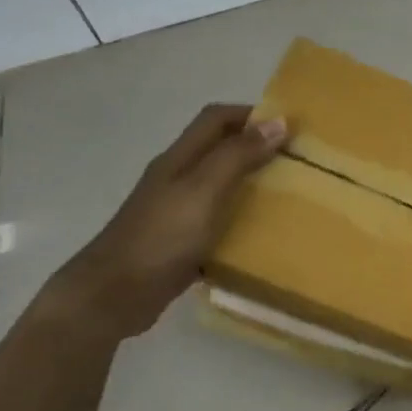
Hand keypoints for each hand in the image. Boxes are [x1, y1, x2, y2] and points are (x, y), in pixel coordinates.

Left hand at [41, 104, 286, 339]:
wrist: (113, 296)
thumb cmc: (161, 237)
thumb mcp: (204, 190)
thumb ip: (238, 155)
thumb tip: (279, 122)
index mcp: (179, 159)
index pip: (216, 119)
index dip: (251, 114)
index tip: (290, 127)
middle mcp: (177, 178)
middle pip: (219, 149)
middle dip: (257, 147)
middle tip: (298, 162)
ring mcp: (176, 211)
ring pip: (221, 184)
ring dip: (253, 183)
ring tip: (290, 195)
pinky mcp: (181, 241)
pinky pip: (218, 220)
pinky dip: (242, 219)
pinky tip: (263, 235)